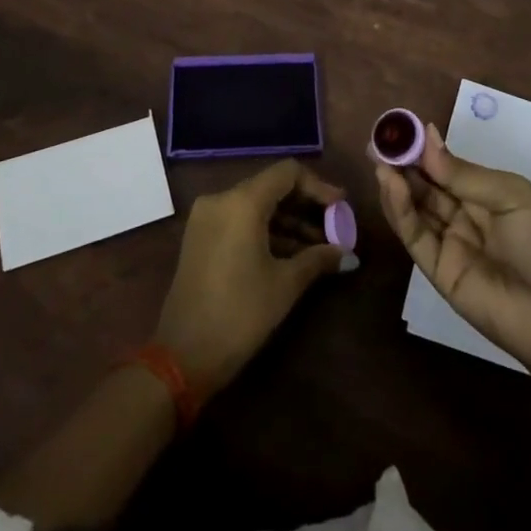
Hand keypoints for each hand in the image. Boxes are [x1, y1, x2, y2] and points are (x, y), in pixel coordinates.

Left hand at [153, 159, 349, 398]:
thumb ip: (318, 259)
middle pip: (272, 187)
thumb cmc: (239, 314)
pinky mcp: (200, 237)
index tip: (341, 207)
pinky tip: (291, 254)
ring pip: (256, 206)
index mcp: (242, 202)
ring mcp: (207, 218)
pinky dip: (266, 231)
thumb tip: (348, 253)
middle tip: (334, 228)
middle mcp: (221, 199)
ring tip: (319, 248)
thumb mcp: (284, 285)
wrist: (182, 357)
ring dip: (287, 222)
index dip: (318, 186)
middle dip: (305, 207)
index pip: (287, 173)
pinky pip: (240, 221)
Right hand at [374, 121, 530, 381]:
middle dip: (403, 164)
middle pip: (426, 186)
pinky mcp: (439, 272)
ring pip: (415, 209)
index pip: (446, 168)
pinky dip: (400, 211)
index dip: (424, 149)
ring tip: (380, 159)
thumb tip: (426, 137)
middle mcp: (464, 217)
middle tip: (378, 141)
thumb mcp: (511, 196)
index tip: (401, 129)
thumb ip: (464, 174)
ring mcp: (450, 245)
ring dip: (396, 184)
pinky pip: (415, 237)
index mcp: (486, 195)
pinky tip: (391, 186)